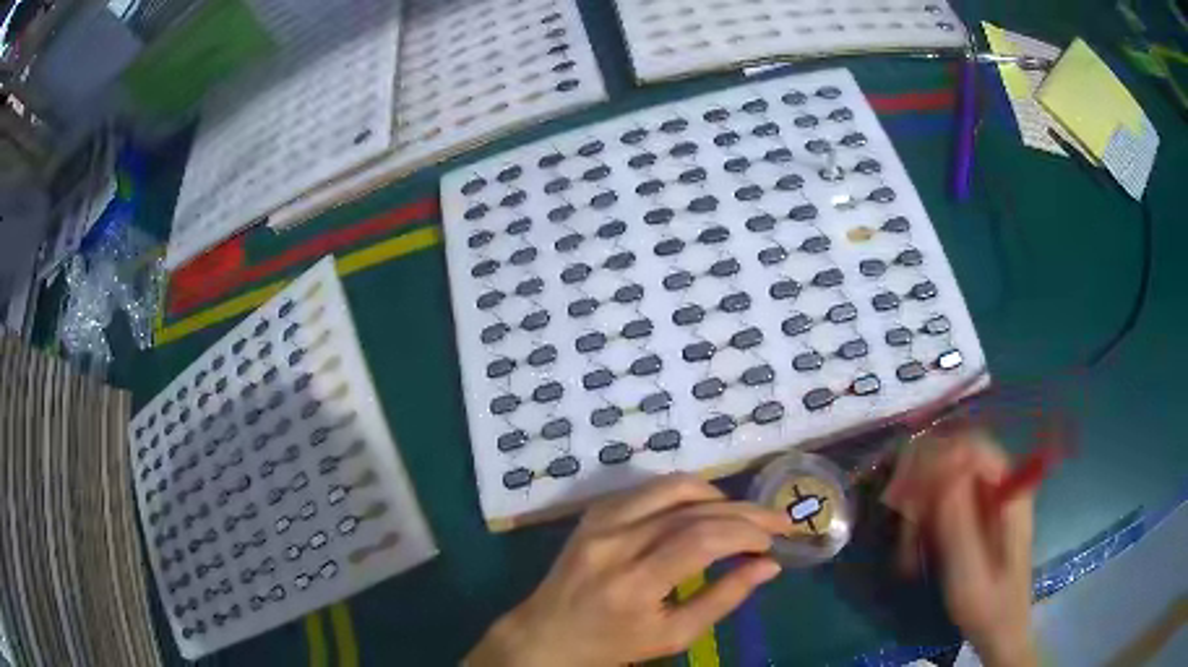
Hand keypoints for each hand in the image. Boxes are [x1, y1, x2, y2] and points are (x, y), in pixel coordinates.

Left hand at [467, 474, 791, 666]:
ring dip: (717, 495)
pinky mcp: (594, 512)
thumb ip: (723, 599)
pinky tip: (703, 509)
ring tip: (742, 515)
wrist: (547, 633)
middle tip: (776, 521)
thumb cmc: (612, 644)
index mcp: (633, 583)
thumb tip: (769, 566)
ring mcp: (600, 521)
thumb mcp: (672, 636)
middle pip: (692, 510)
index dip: (745, 533)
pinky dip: (685, 493)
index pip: (701, 540)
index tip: (773, 542)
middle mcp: (615, 542)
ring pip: (672, 487)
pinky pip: (649, 489)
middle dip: (744, 512)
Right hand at [884, 430, 1037, 666]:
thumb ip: (958, 524)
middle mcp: (1002, 486)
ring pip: (947, 478)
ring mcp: (990, 500)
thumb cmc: (987, 606)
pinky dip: (925, 518)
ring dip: (920, 504)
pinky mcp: (978, 515)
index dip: (937, 459)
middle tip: (900, 518)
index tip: (907, 492)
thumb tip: (940, 474)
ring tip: (906, 543)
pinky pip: (945, 500)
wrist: (1001, 630)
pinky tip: (914, 546)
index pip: (973, 448)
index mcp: (1010, 493)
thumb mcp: (969, 573)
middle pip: (957, 457)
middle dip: (924, 482)